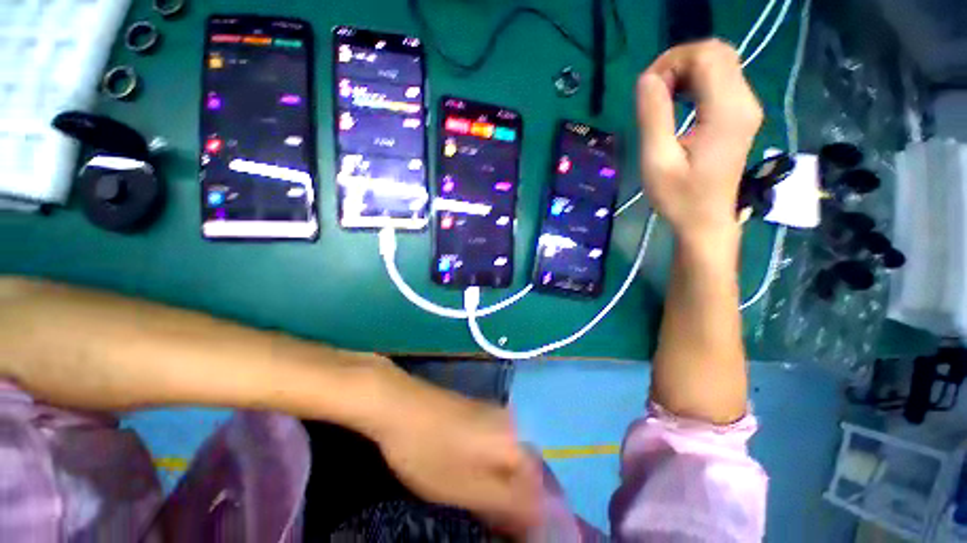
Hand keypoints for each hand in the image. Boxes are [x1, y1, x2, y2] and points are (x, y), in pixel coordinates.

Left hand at [374, 372, 541, 536]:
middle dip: (514, 498)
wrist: (401, 404)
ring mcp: (492, 414)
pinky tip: (467, 474)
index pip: (539, 486)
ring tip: (477, 500)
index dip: (529, 514)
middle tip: (492, 519)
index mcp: (514, 441)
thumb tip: (540, 516)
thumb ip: (508, 504)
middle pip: (525, 470)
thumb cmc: (431, 450)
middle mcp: (510, 423)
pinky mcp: (476, 412)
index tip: (513, 532)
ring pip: (507, 457)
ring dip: (499, 483)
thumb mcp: (467, 488)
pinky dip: (487, 465)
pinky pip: (493, 445)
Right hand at [637, 40, 762, 241]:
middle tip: (653, 92)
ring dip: (686, 70)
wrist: (706, 221)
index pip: (706, 56)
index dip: (671, 62)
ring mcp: (746, 107)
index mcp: (726, 111)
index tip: (647, 90)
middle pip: (717, 52)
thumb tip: (646, 79)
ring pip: (720, 62)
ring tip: (661, 98)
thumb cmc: (679, 197)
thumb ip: (653, 116)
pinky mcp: (740, 114)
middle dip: (679, 62)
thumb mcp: (657, 161)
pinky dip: (695, 81)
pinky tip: (677, 102)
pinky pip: (721, 79)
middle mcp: (744, 101)